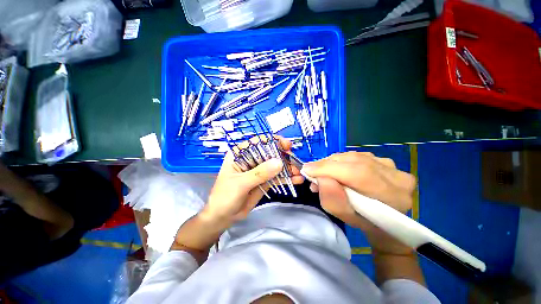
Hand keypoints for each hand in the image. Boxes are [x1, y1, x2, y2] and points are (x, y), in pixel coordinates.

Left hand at [202, 136, 303, 225]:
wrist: (223, 217)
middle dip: (284, 157)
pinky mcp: (264, 180)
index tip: (286, 145)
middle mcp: (250, 159)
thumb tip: (279, 163)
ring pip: (275, 165)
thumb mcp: (240, 184)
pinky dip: (286, 178)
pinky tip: (296, 180)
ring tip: (299, 173)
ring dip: (287, 168)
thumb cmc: (225, 197)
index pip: (258, 142)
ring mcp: (258, 170)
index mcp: (240, 154)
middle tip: (295, 163)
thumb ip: (259, 173)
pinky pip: (276, 177)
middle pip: (270, 153)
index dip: (273, 141)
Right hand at [302, 152, 416, 254]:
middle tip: (312, 173)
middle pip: (353, 161)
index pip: (357, 173)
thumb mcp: (346, 218)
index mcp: (392, 196)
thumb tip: (320, 178)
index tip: (307, 170)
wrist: (386, 220)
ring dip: (332, 163)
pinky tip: (334, 170)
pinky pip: (355, 156)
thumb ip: (333, 200)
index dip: (329, 169)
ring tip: (321, 174)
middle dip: (327, 165)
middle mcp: (395, 175)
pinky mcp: (383, 160)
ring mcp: (391, 165)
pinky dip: (339, 161)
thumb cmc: (365, 223)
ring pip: (352, 156)